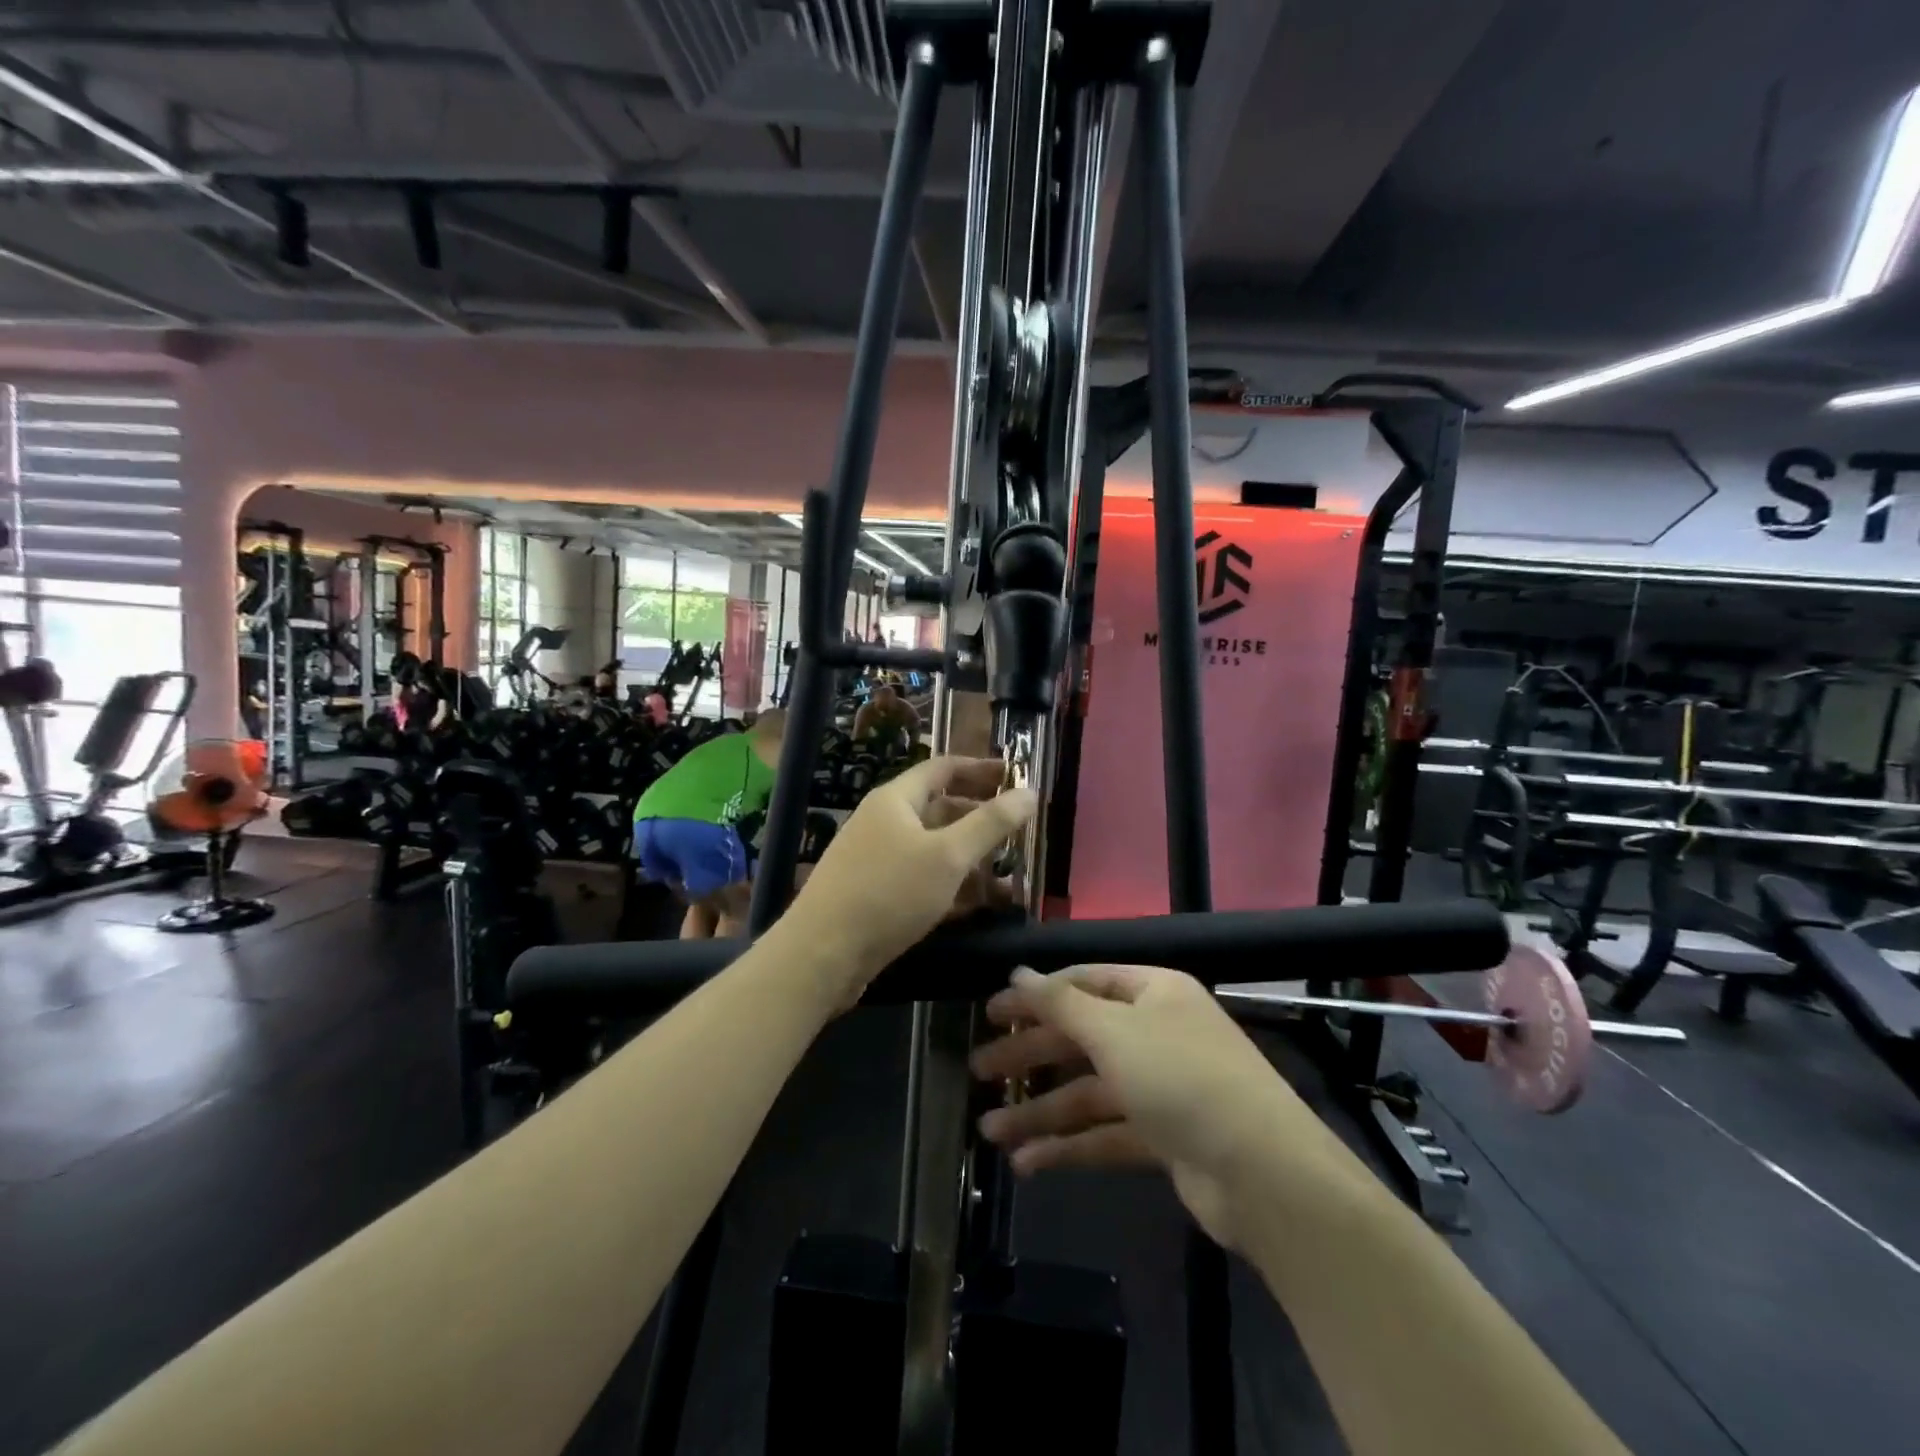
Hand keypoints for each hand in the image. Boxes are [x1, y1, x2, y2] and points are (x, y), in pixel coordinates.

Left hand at [788, 756, 1035, 997]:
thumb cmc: (888, 894)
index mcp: (895, 800)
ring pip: (932, 849)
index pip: (943, 768)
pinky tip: (977, 905)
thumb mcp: (948, 856)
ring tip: (1009, 874)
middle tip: (1018, 830)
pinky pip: (921, 879)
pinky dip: (950, 886)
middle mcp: (883, 822)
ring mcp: (876, 860)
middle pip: (939, 808)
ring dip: (969, 858)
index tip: (1014, 776)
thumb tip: (1030, 791)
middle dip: (979, 818)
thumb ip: (991, 824)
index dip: (980, 769)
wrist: (821, 955)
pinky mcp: (875, 895)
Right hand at [971, 965, 1311, 1250]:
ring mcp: (1162, 1087)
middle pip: (1081, 1038)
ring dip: (1041, 1111)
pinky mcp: (1164, 1137)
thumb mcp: (1113, 1032)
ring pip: (1089, 1092)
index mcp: (1153, 992)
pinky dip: (1069, 1146)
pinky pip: (1106, 1133)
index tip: (991, 1011)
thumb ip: (1060, 1003)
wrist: (1264, 1174)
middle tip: (978, 1070)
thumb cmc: (1181, 1078)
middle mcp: (1157, 1032)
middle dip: (1030, 1057)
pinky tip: (1028, 1163)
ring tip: (990, 1132)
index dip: (1036, 996)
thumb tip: (1018, 972)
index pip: (1083, 982)